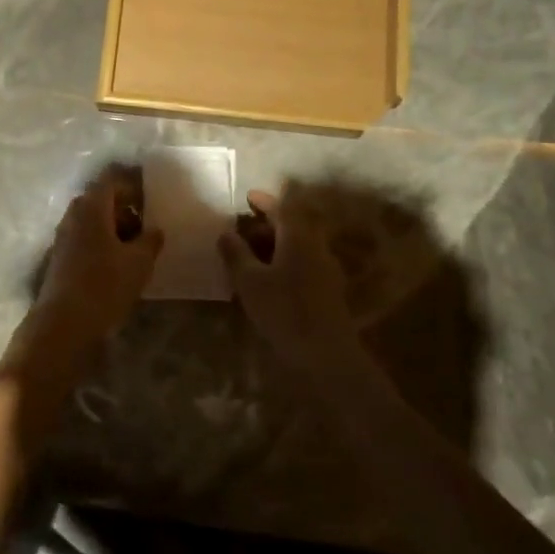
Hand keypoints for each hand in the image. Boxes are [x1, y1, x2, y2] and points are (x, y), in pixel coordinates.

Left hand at [20, 170, 163, 359]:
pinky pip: (84, 238)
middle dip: (124, 209)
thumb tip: (155, 229)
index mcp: (91, 207)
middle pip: (100, 200)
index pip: (112, 180)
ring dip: (113, 228)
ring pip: (92, 221)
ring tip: (136, 248)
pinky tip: (117, 264)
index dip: (132, 185)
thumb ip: (150, 240)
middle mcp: (73, 215)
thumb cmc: (104, 285)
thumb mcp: (139, 262)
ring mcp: (63, 236)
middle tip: (146, 226)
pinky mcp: (60, 257)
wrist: (63, 323)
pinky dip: (102, 243)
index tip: (151, 200)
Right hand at [218, 187, 361, 374]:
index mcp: (299, 238)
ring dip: (276, 244)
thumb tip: (225, 232)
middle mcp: (316, 247)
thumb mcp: (250, 281)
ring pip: (299, 246)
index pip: (283, 208)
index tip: (248, 197)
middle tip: (243, 230)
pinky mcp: (329, 291)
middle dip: (268, 224)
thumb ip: (236, 253)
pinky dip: (285, 261)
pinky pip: (304, 263)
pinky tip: (269, 279)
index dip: (265, 200)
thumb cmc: (284, 311)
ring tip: (251, 256)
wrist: (327, 355)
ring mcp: (326, 269)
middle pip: (293, 225)